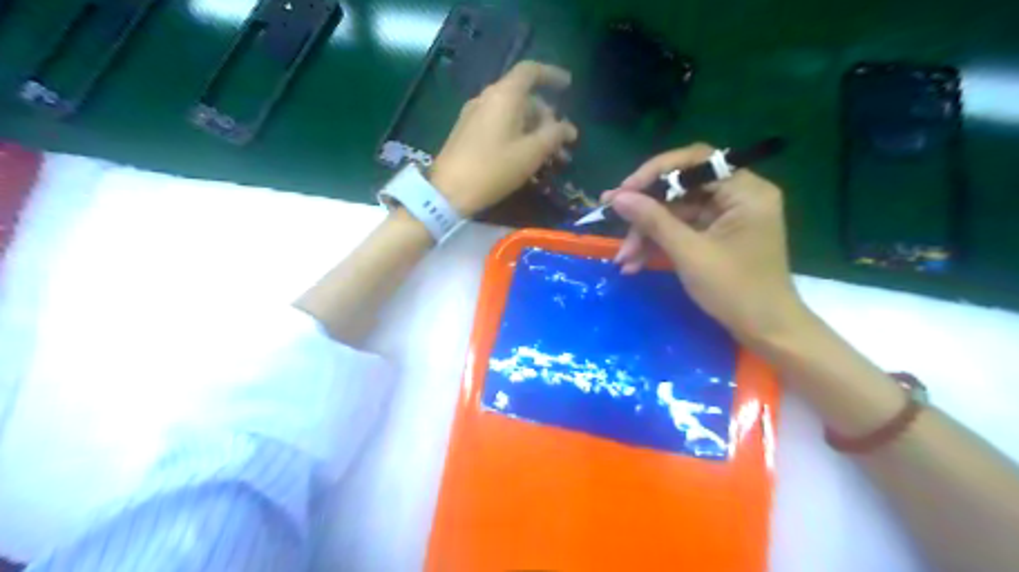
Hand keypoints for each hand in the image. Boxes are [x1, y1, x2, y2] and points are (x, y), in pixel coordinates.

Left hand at [427, 61, 577, 216]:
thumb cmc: (494, 168)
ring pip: (512, 114)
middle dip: (547, 118)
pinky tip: (525, 158)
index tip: (568, 86)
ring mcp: (474, 115)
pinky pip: (499, 125)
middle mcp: (487, 98)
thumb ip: (554, 136)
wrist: (448, 191)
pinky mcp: (467, 132)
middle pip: (524, 98)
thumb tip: (569, 129)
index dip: (552, 75)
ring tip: (548, 157)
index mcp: (504, 95)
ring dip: (533, 131)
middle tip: (562, 143)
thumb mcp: (531, 153)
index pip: (530, 72)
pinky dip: (517, 135)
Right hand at [604, 142, 811, 347]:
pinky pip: (681, 229)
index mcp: (744, 191)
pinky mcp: (716, 235)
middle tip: (613, 222)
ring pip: (676, 212)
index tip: (624, 191)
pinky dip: (659, 244)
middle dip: (646, 212)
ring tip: (624, 260)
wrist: (765, 331)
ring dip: (647, 234)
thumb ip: (653, 220)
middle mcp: (737, 196)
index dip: (654, 173)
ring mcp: (726, 216)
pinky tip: (635, 263)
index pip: (694, 161)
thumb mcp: (689, 253)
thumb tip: (618, 197)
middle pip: (681, 188)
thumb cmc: (735, 291)